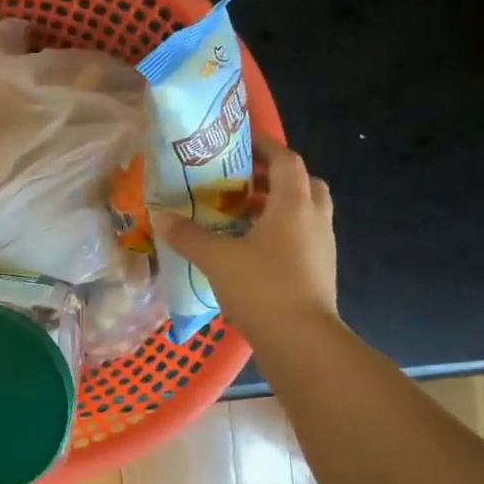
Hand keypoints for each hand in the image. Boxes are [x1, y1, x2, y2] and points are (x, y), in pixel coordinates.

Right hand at [154, 142, 338, 346]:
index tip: (239, 142)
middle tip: (242, 182)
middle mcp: (314, 218)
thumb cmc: (262, 289)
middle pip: (303, 183)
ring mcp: (322, 246)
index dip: (265, 146)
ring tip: (241, 215)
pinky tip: (252, 250)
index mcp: (294, 204)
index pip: (286, 159)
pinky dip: (281, 233)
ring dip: (278, 206)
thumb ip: (189, 236)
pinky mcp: (320, 271)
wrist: (302, 342)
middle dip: (274, 177)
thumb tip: (161, 218)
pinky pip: (302, 238)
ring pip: (304, 212)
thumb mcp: (217, 259)